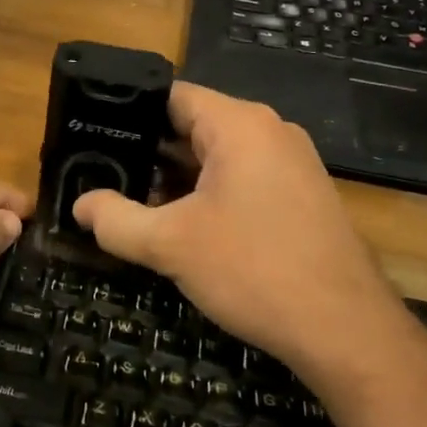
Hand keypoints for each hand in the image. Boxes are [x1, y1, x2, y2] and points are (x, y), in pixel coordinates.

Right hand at [72, 83, 406, 380]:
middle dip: (149, 150)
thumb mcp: (171, 245)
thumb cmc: (254, 270)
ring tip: (133, 200)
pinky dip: (209, 192)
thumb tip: (80, 206)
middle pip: (194, 124)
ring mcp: (291, 163)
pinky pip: (243, 177)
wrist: (346, 330)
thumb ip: (116, 220)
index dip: (129, 112)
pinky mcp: (301, 194)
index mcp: (240, 124)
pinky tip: (182, 224)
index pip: (172, 96)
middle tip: (104, 173)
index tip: (94, 134)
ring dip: (177, 176)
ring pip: (218, 155)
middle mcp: (270, 131)